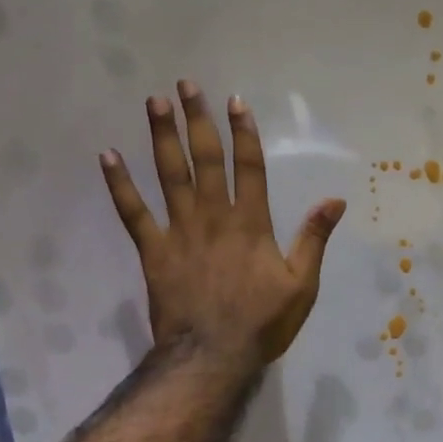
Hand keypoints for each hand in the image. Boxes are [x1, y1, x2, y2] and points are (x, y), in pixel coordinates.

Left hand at [101, 81, 345, 374]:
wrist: (212, 355)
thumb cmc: (263, 323)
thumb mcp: (302, 284)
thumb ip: (313, 239)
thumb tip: (335, 200)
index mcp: (251, 224)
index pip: (249, 168)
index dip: (244, 133)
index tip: (235, 101)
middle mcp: (214, 218)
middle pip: (206, 160)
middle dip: (198, 121)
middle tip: (187, 85)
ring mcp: (180, 232)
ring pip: (169, 175)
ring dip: (162, 137)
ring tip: (155, 102)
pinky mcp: (154, 251)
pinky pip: (133, 213)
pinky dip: (120, 185)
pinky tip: (108, 156)